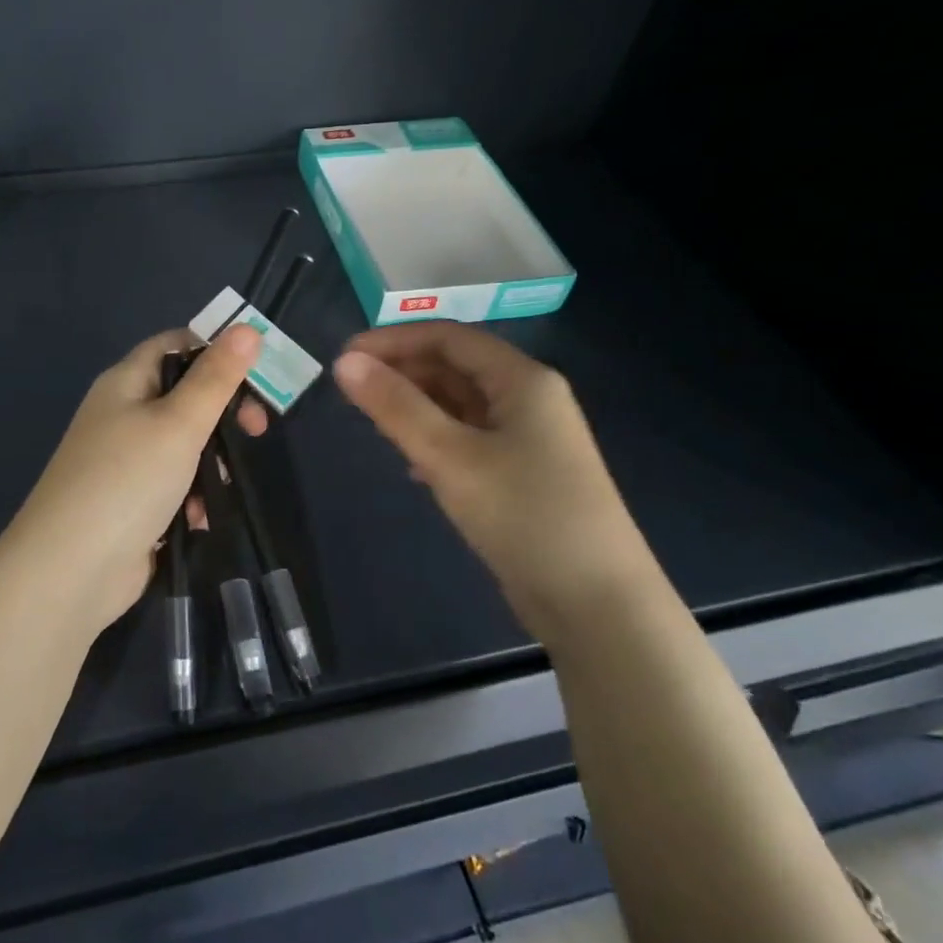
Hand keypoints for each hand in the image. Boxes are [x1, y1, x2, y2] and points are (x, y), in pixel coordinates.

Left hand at [1, 325, 266, 632]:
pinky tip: (199, 519)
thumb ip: (217, 377)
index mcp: (125, 382)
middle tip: (254, 432)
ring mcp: (124, 460)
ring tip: (218, 486)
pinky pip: (173, 485)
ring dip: (210, 463)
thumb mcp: (179, 422)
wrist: (70, 570)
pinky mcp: (131, 501)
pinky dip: (191, 497)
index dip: (215, 351)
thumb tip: (247, 327)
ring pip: (183, 444)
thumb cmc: (126, 481)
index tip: (254, 377)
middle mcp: (122, 414)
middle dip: (221, 414)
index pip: (175, 345)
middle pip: (184, 396)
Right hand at [332, 321, 659, 639]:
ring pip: (461, 405)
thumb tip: (345, 362)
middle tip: (350, 392)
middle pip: (456, 367)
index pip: (448, 337)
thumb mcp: (450, 457)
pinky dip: (436, 439)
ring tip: (373, 422)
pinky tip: (412, 464)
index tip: (345, 358)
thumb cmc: (524, 516)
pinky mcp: (523, 475)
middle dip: (403, 372)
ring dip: (417, 406)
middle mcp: (529, 399)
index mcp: (522, 380)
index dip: (394, 340)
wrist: (597, 605)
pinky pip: (470, 439)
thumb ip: (396, 406)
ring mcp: (529, 440)